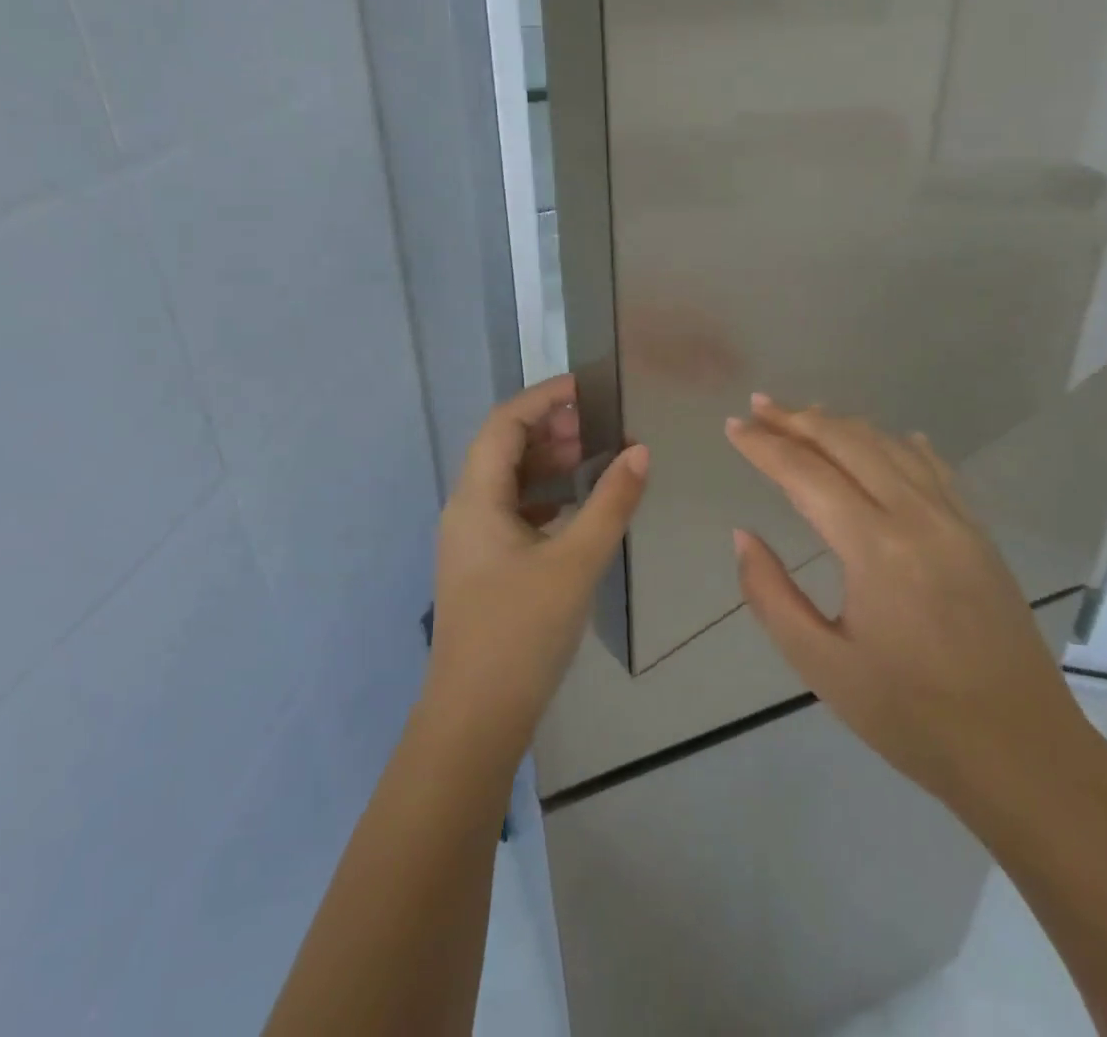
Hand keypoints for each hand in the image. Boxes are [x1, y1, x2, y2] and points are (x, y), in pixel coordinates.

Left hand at [424, 375, 648, 759]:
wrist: (475, 718)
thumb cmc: (522, 632)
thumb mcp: (575, 562)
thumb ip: (610, 503)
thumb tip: (641, 451)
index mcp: (476, 498)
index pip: (503, 424)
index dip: (542, 398)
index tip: (586, 388)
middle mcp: (465, 510)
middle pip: (502, 448)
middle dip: (548, 429)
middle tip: (598, 428)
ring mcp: (471, 540)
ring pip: (507, 481)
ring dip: (547, 464)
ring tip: (593, 460)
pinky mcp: (483, 566)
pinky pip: (512, 511)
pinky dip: (544, 497)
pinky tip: (576, 509)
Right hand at [724, 394, 1084, 798]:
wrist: (1025, 754)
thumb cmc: (912, 717)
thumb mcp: (822, 665)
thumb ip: (771, 595)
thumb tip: (743, 535)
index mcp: (875, 548)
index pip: (806, 473)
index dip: (765, 445)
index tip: (733, 426)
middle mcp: (917, 516)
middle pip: (848, 442)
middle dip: (797, 419)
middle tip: (758, 406)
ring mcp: (956, 520)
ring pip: (890, 446)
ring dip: (842, 425)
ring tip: (805, 415)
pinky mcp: (979, 533)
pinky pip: (933, 467)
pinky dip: (897, 444)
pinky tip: (886, 440)